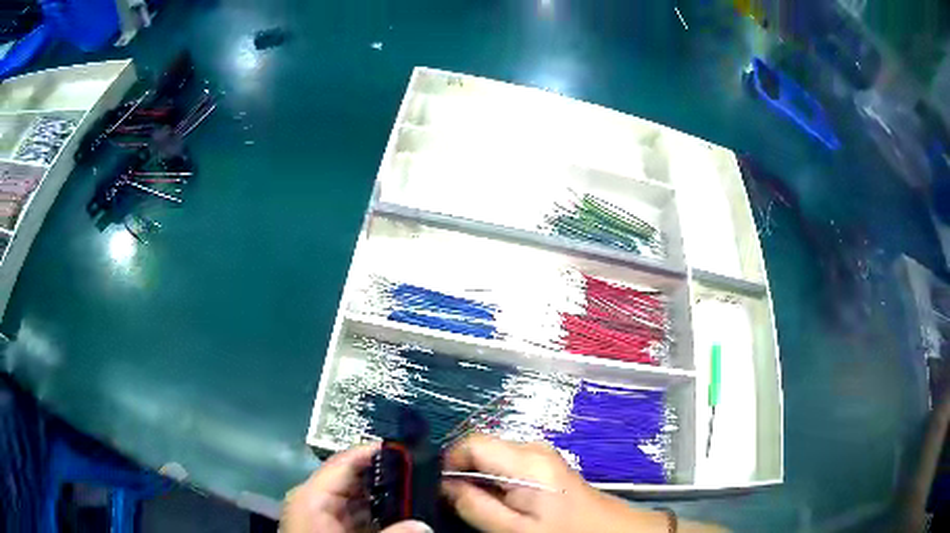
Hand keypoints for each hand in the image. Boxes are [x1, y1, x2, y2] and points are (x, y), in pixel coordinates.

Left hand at [281, 442, 430, 532]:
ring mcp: (321, 515)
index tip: (408, 449)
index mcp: (312, 495)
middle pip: (353, 478)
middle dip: (386, 477)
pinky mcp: (329, 528)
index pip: (344, 462)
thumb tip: (424, 524)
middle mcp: (314, 499)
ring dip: (384, 497)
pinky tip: (399, 515)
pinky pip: (355, 514)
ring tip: (417, 492)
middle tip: (421, 474)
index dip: (375, 452)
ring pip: (357, 497)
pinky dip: (376, 513)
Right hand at [443, 435, 721, 532]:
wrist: (609, 531)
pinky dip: (496, 481)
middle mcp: (532, 447)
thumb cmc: (564, 532)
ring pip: (492, 457)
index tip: (442, 490)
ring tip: (484, 507)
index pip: (470, 442)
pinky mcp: (545, 463)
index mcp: (524, 460)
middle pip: (481, 448)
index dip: (448, 463)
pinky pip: (508, 464)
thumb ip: (475, 506)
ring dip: (479, 479)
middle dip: (464, 473)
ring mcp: (541, 454)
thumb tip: (445, 486)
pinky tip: (504, 503)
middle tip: (462, 504)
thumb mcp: (514, 529)